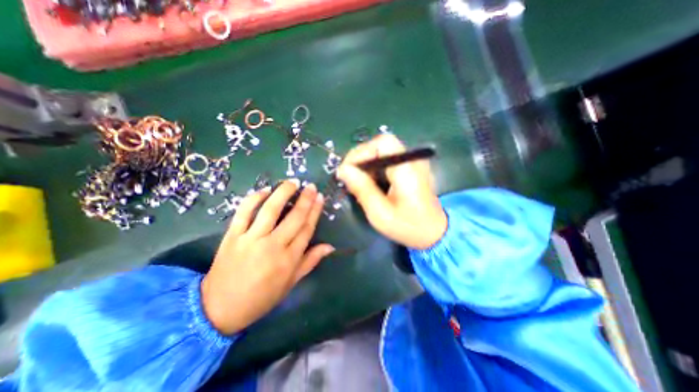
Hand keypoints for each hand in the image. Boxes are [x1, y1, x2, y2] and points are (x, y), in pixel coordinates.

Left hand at [200, 181, 333, 333]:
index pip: (307, 229)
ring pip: (270, 210)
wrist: (220, 308)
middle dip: (305, 199)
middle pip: (294, 217)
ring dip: (283, 193)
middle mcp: (273, 246)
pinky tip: (264, 190)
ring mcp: (251, 239)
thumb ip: (310, 261)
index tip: (320, 198)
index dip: (315, 211)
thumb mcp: (291, 283)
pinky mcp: (233, 236)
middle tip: (311, 186)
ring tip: (293, 182)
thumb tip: (330, 247)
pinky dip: (254, 199)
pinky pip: (244, 213)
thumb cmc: (261, 297)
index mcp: (289, 259)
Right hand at [338, 135, 447, 248]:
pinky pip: (387, 160)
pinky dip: (375, 169)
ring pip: (382, 152)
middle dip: (362, 158)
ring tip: (358, 182)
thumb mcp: (380, 213)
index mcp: (406, 169)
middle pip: (381, 145)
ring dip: (367, 164)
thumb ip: (362, 189)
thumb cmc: (408, 226)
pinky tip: (370, 183)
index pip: (382, 143)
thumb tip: (343, 169)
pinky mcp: (410, 168)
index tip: (346, 170)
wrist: (434, 233)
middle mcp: (411, 160)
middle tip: (350, 177)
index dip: (361, 152)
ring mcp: (412, 163)